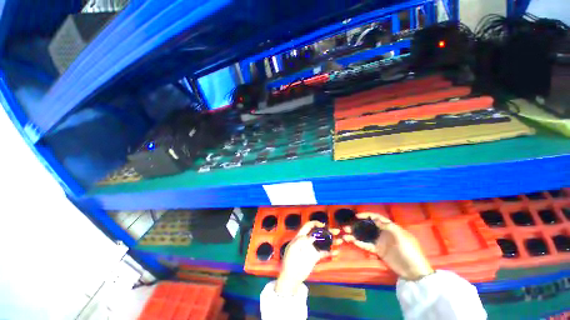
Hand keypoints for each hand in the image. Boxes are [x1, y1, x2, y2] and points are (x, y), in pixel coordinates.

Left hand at [275, 221, 338, 294]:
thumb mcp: (293, 248)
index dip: (315, 223)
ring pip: (323, 241)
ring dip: (331, 240)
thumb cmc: (290, 260)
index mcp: (301, 236)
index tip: (323, 225)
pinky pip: (324, 253)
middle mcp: (308, 240)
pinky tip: (336, 252)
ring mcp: (312, 248)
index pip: (308, 226)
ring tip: (340, 240)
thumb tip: (312, 237)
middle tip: (336, 231)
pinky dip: (331, 252)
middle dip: (327, 230)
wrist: (291, 276)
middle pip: (318, 232)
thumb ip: (301, 241)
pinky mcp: (316, 257)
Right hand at [343, 213, 432, 280]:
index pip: (377, 218)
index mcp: (390, 227)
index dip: (367, 215)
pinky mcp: (378, 251)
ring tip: (346, 233)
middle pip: (369, 226)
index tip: (357, 216)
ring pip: (365, 235)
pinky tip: (352, 241)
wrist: (414, 271)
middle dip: (358, 224)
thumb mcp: (401, 236)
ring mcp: (380, 242)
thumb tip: (375, 218)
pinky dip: (359, 243)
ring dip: (356, 234)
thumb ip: (388, 226)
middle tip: (347, 225)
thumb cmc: (409, 251)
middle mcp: (383, 233)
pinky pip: (367, 245)